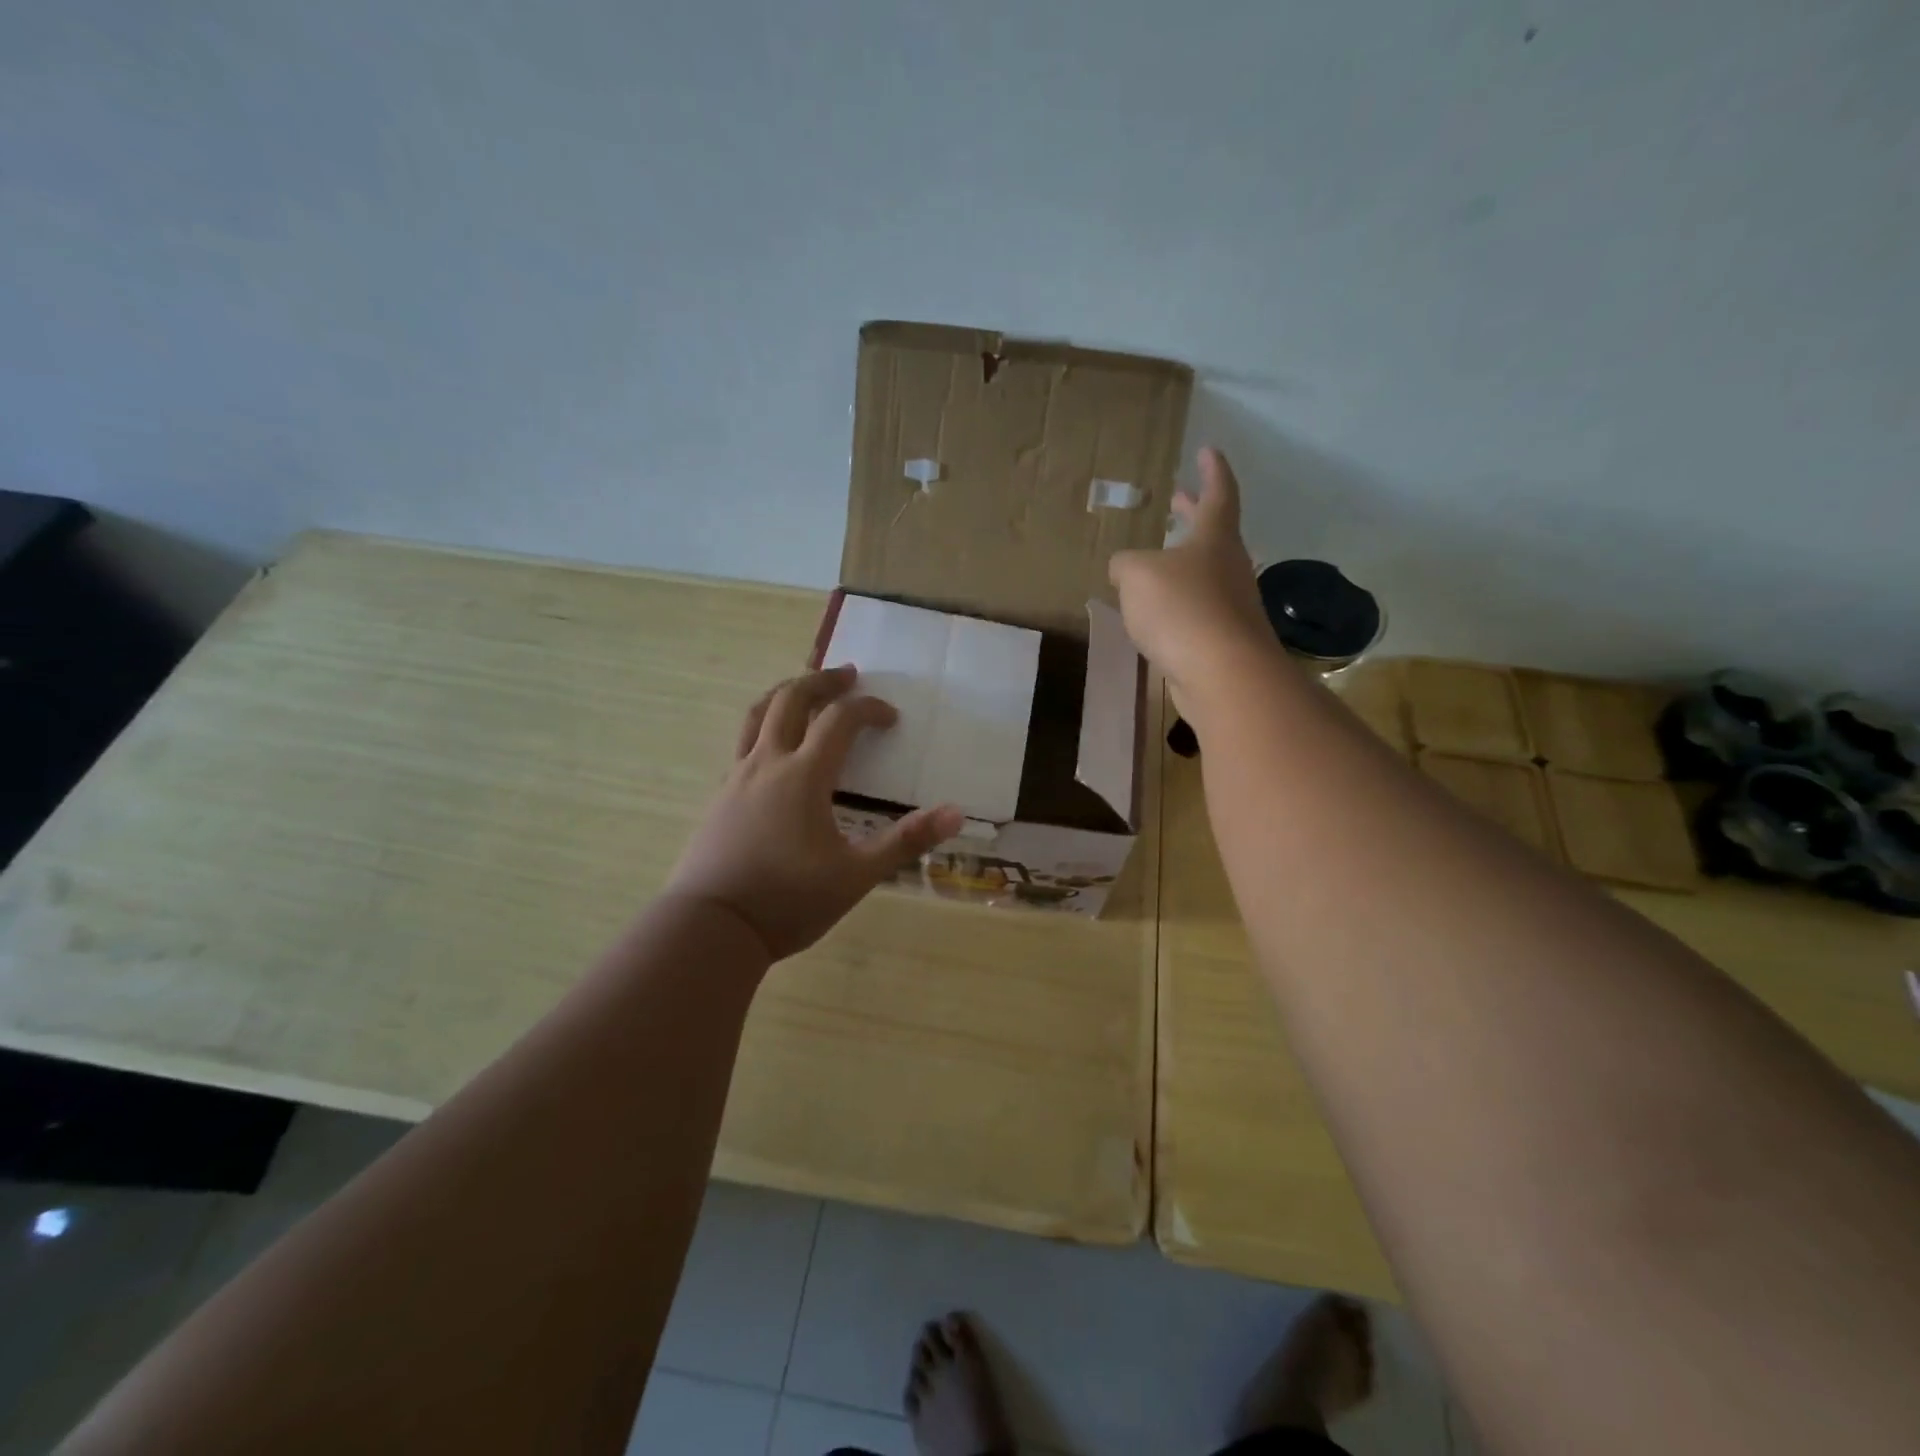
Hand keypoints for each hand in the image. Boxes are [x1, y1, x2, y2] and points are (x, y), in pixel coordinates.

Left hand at [664, 665, 963, 960]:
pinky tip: (774, 748)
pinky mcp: (720, 797)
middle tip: (848, 674)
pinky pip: (743, 743)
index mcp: (804, 775)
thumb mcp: (856, 876)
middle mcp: (767, 763)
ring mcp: (737, 778)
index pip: (840, 720)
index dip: (869, 709)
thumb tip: (956, 814)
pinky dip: (764, 726)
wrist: (711, 928)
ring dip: (785, 693)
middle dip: (822, 680)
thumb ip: (905, 842)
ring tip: (805, 688)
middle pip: (791, 699)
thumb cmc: (788, 901)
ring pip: (757, 714)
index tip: (891, 717)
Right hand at [1108, 448, 1273, 715]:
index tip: (1208, 450)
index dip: (1212, 470)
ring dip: (1182, 563)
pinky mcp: (1222, 639)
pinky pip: (1195, 610)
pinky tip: (1154, 614)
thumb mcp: (1137, 575)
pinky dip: (1176, 603)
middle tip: (1177, 498)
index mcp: (1215, 538)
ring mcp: (1230, 604)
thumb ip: (1125, 565)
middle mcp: (1229, 566)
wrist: (1221, 673)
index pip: (1219, 492)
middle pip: (1212, 532)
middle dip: (1193, 513)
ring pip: (1204, 573)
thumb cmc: (1181, 608)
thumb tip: (1123, 569)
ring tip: (1154, 562)